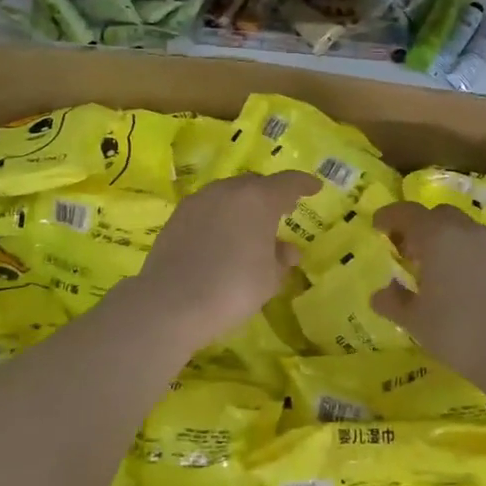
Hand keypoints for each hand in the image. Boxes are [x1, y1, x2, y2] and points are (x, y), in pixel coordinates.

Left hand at [134, 171, 316, 345]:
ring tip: (250, 226)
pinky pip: (208, 208)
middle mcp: (228, 190)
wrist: (171, 302)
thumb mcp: (268, 279)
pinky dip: (221, 216)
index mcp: (258, 199)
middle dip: (271, 194)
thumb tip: (287, 250)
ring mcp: (199, 200)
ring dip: (243, 205)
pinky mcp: (177, 216)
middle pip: (255, 184)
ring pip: (228, 194)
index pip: (288, 182)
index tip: (314, 187)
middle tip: (282, 210)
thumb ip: (281, 259)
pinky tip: (221, 237)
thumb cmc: (232, 288)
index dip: (303, 184)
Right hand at [370, 201, 485, 391]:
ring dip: (450, 241)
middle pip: (440, 215)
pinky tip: (473, 287)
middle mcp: (469, 232)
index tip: (378, 226)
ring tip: (442, 270)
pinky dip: (474, 258)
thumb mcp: (415, 322)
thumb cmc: (460, 333)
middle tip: (410, 251)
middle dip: (421, 226)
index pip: (407, 212)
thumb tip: (380, 293)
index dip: (390, 216)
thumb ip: (393, 302)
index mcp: (438, 237)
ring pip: (467, 231)